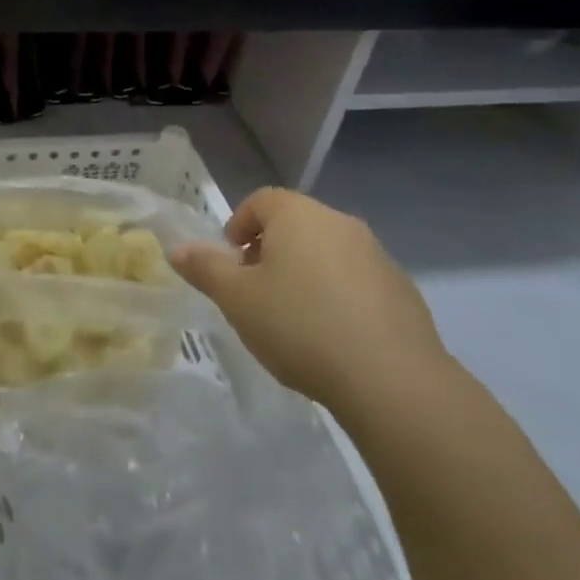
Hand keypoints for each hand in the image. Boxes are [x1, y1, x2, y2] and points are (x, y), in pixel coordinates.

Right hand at [170, 188, 451, 421]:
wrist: (391, 379)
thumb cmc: (299, 326)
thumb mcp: (237, 299)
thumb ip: (205, 269)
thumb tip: (177, 249)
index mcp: (299, 215)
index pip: (261, 200)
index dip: (238, 225)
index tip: (230, 263)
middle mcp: (340, 223)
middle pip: (295, 224)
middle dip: (269, 251)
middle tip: (254, 292)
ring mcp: (377, 255)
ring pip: (327, 252)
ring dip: (304, 273)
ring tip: (292, 319)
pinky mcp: (402, 290)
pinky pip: (356, 281)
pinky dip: (337, 296)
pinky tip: (331, 337)